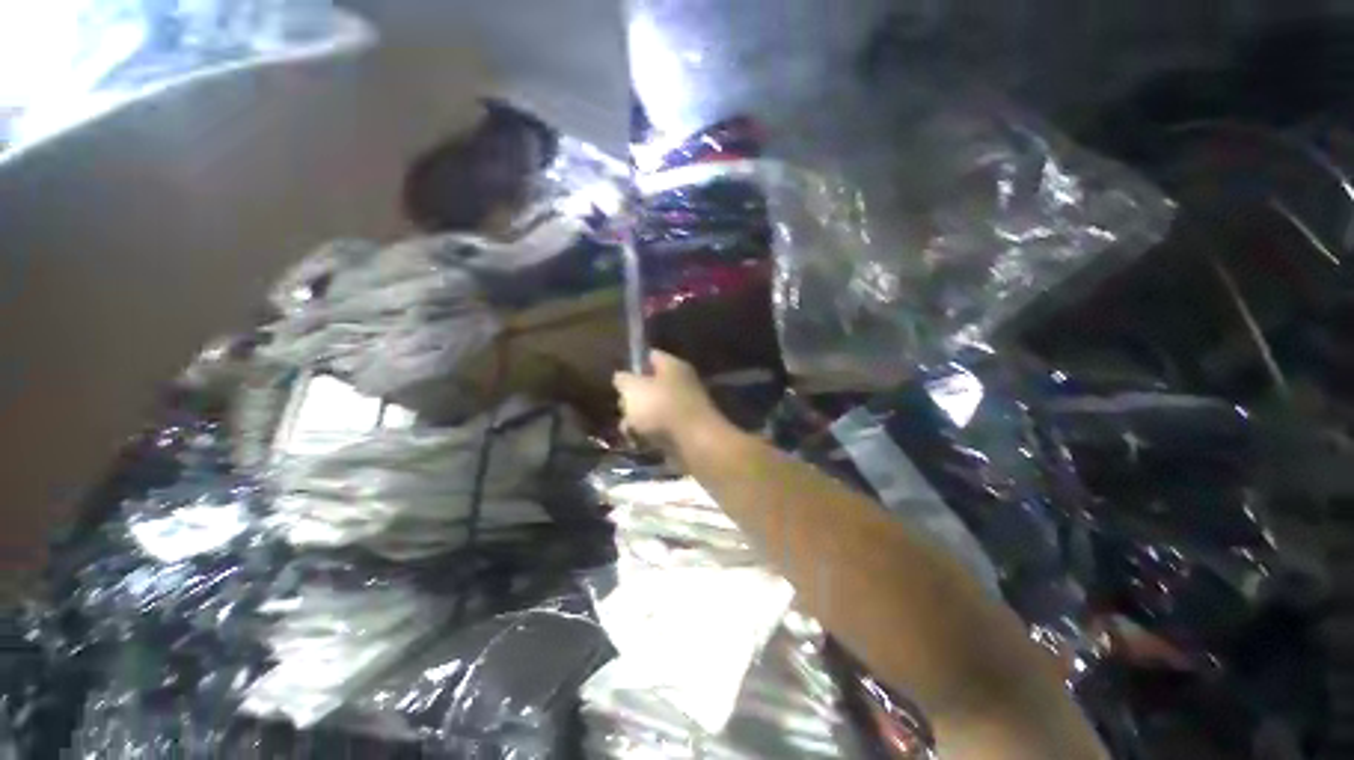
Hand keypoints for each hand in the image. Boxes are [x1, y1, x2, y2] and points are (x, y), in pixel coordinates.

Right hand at [613, 350, 721, 447]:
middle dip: (633, 398)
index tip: (619, 378)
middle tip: (622, 408)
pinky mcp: (686, 430)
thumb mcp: (633, 389)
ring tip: (627, 430)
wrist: (694, 443)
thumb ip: (623, 380)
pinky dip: (650, 435)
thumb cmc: (661, 408)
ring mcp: (686, 407)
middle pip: (652, 385)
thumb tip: (622, 377)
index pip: (651, 356)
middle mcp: (683, 382)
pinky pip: (663, 428)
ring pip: (655, 409)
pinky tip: (639, 442)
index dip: (634, 364)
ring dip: (639, 419)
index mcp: (673, 365)